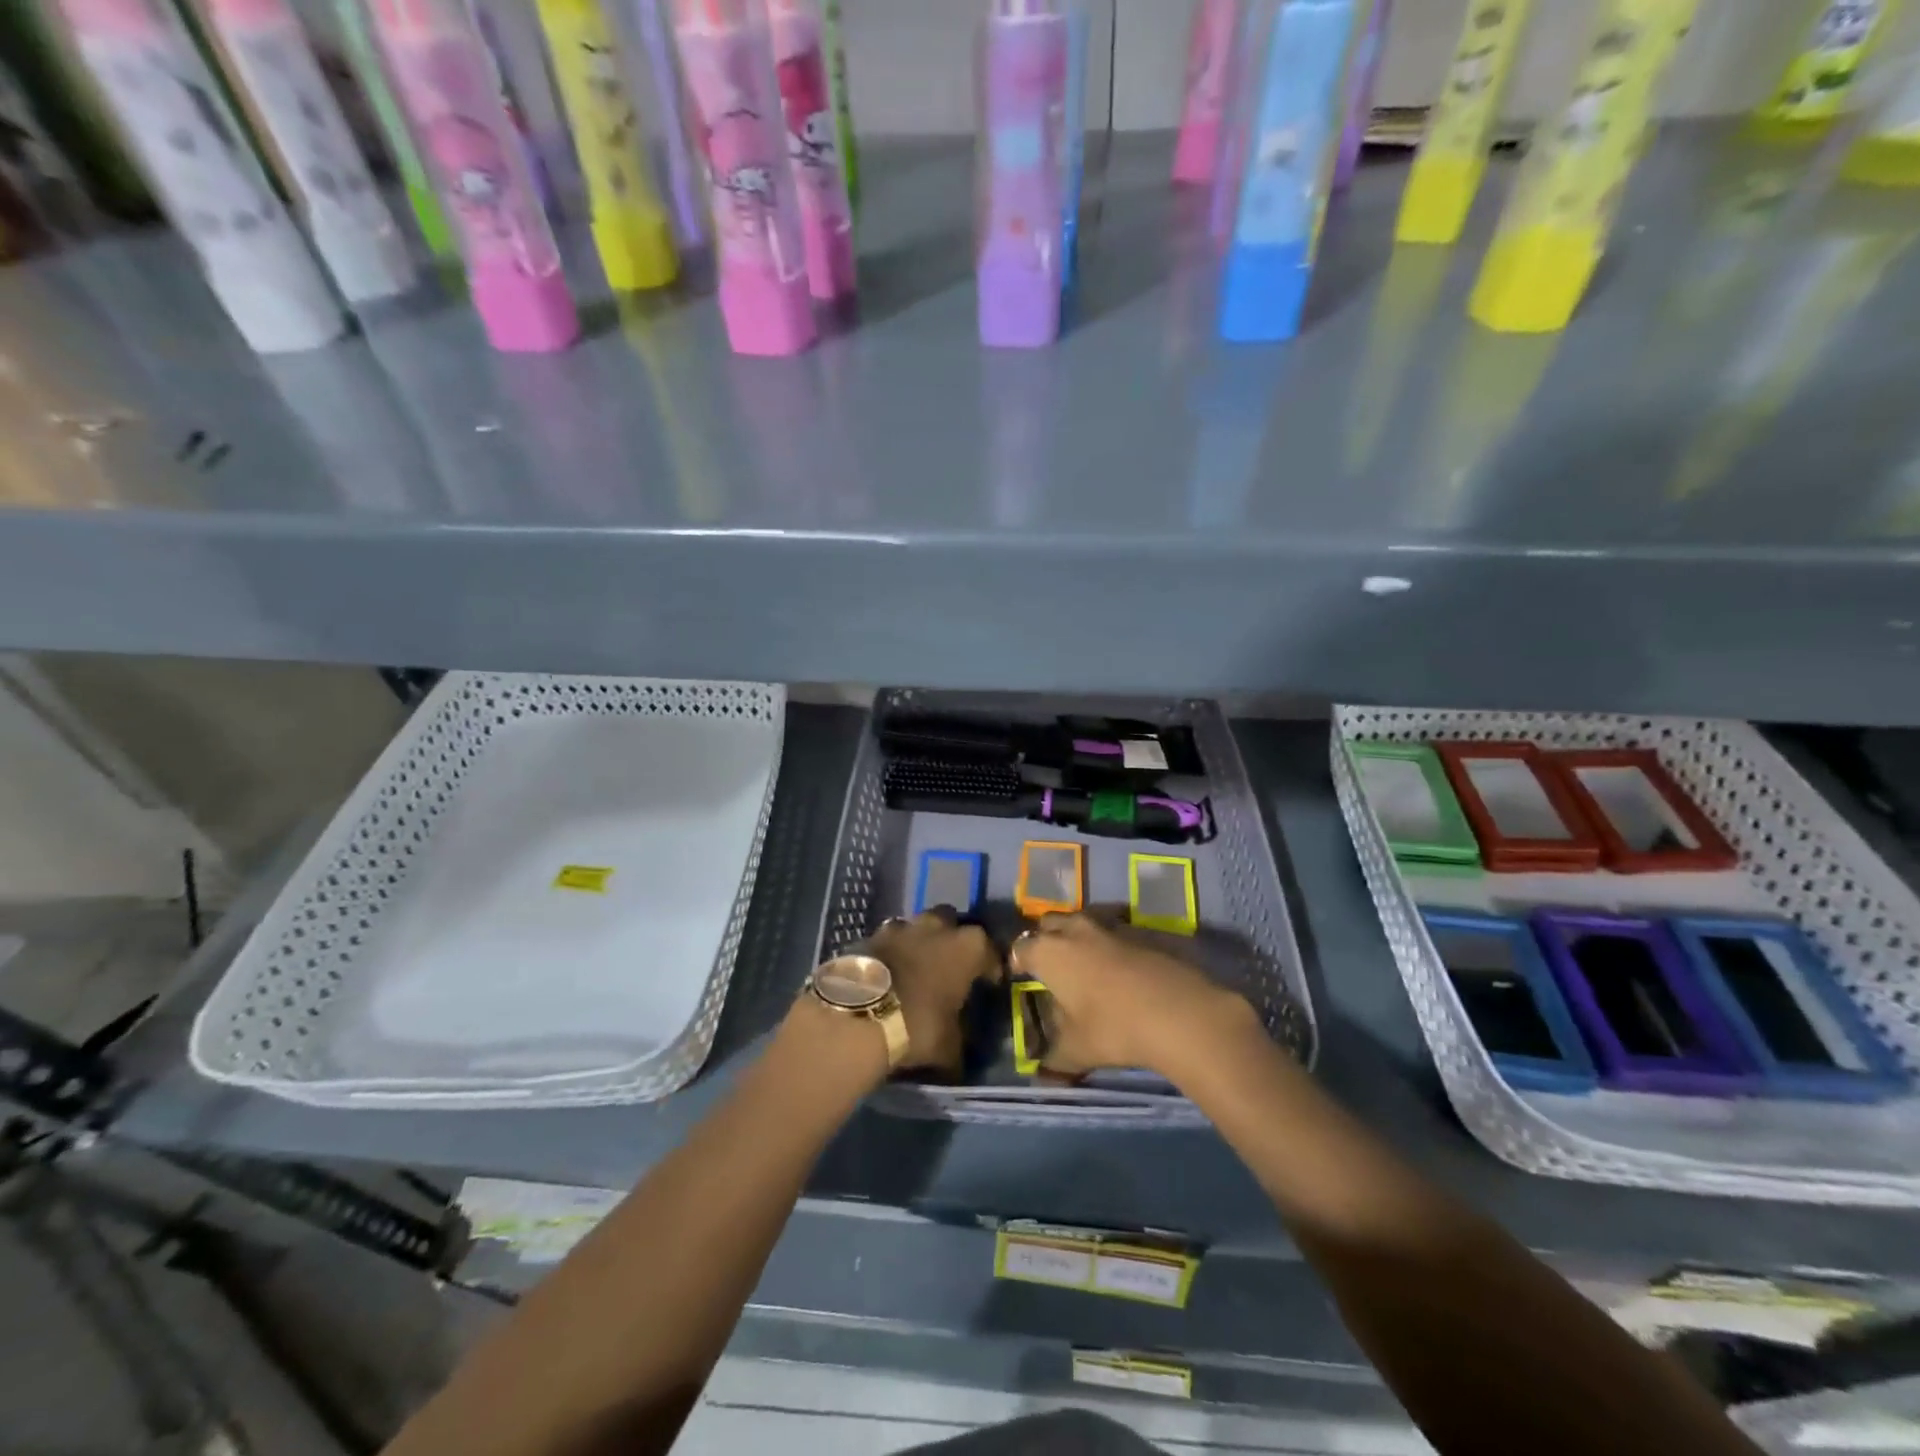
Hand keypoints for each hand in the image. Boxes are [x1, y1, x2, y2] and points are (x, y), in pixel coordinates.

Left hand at [867, 908, 1000, 1075]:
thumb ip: (960, 1041)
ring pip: (918, 926)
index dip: (989, 967)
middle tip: (950, 965)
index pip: (990, 950)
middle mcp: (938, 926)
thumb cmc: (918, 1025)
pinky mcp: (871, 935)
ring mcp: (902, 926)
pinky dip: (893, 952)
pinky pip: (889, 939)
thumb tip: (960, 1055)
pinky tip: (890, 973)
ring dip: (920, 941)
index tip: (987, 983)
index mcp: (968, 947)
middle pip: (952, 923)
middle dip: (952, 939)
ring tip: (917, 967)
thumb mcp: (949, 1046)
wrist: (859, 1015)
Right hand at [1010, 912, 1259, 1081]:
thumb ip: (1054, 1061)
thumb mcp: (1077, 1051)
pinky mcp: (1140, 931)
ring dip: (1076, 936)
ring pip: (1082, 921)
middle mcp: (1075, 931)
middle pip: (1049, 923)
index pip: (1021, 948)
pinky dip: (1107, 943)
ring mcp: (1109, 927)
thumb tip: (1041, 1076)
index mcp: (1049, 953)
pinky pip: (1112, 931)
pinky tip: (1117, 968)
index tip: (1020, 975)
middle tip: (1048, 962)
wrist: (1179, 1010)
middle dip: (1044, 938)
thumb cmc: (1113, 1027)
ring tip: (1082, 961)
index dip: (1018, 961)